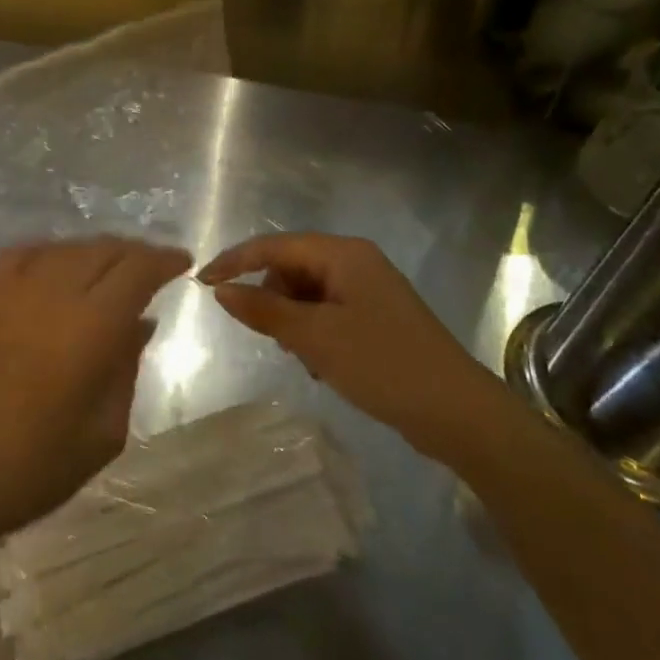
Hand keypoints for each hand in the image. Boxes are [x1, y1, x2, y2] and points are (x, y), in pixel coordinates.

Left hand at [0, 239, 191, 553]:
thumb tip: (140, 324)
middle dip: (134, 253)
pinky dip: (49, 253)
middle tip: (151, 267)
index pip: (137, 271)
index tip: (181, 262)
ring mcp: (9, 290)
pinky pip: (21, 255)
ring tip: (108, 269)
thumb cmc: (32, 468)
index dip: (163, 260)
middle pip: (103, 250)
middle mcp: (52, 293)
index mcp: (90, 327)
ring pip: (65, 248)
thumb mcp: (103, 433)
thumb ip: (126, 369)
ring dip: (95, 251)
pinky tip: (55, 267)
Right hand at [199, 233, 519, 464]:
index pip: (274, 246)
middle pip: (291, 268)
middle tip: (273, 339)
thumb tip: (220, 290)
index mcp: (343, 254)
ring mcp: (369, 290)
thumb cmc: (382, 364)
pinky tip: (323, 365)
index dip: (235, 262)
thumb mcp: (314, 337)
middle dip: (273, 299)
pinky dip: (314, 334)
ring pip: (308, 294)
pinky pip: (327, 313)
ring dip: (294, 321)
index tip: (201, 284)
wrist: (458, 413)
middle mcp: (356, 262)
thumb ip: (263, 309)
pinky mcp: (376, 317)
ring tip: (304, 358)